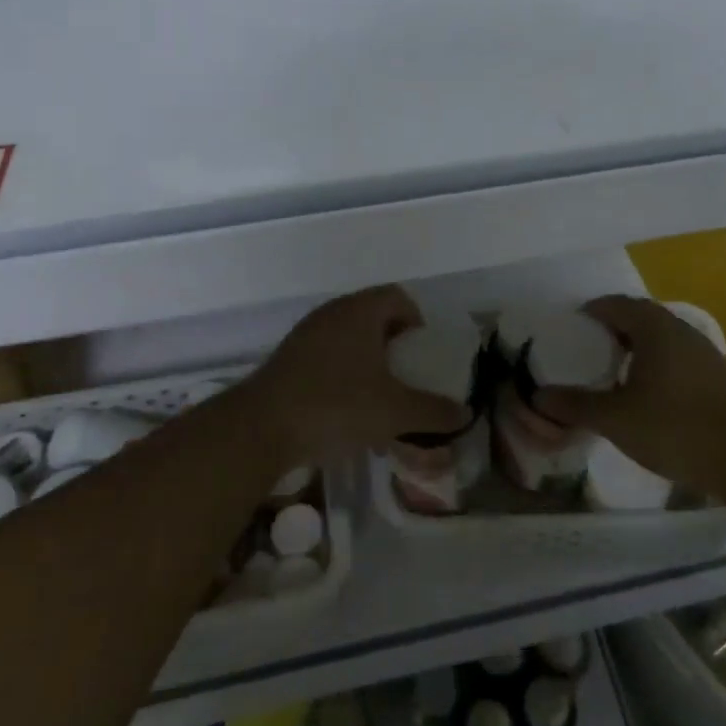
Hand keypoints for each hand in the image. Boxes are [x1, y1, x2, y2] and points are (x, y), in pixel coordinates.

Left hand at [246, 286, 470, 463]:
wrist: (261, 427)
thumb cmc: (336, 405)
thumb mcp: (395, 411)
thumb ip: (433, 411)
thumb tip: (464, 412)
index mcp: (360, 311)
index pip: (398, 297)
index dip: (418, 321)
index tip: (424, 355)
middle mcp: (333, 313)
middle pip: (374, 318)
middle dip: (395, 348)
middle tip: (407, 379)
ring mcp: (306, 335)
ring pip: (350, 341)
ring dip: (369, 366)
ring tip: (380, 403)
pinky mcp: (288, 359)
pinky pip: (328, 359)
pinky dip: (344, 378)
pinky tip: (348, 416)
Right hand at [534, 295, 725, 494]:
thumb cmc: (674, 428)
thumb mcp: (616, 419)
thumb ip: (576, 405)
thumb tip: (538, 396)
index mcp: (654, 328)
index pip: (616, 304)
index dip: (591, 311)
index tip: (571, 326)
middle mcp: (680, 330)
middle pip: (640, 317)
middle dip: (613, 328)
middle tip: (588, 348)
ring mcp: (704, 352)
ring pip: (661, 337)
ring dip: (637, 346)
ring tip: (614, 370)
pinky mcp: (717, 376)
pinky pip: (677, 356)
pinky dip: (656, 363)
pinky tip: (648, 393)